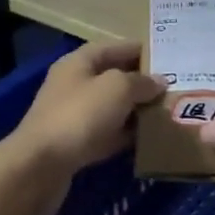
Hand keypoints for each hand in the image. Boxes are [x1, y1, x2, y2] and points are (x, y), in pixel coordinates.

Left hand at [5, 42, 162, 214]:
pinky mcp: (75, 144)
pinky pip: (107, 133)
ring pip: (112, 107)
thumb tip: (158, 82)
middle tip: (173, 88)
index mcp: (79, 62)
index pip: (115, 47)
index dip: (141, 50)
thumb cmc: (80, 115)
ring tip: (166, 112)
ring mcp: (72, 115)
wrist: (41, 166)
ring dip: (135, 110)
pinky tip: (147, 139)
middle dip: (141, 82)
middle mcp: (74, 84)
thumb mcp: (118, 88)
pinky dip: (125, 134)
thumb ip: (141, 81)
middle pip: (113, 77)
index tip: (169, 57)